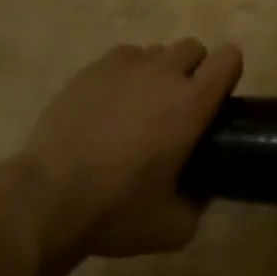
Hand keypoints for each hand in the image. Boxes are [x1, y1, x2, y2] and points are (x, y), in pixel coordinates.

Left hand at [12, 39, 242, 261]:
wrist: (47, 198)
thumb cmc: (116, 211)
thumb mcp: (173, 227)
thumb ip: (198, 204)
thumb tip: (201, 193)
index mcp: (192, 103)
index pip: (228, 59)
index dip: (229, 71)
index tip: (220, 96)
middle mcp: (164, 74)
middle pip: (192, 48)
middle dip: (194, 69)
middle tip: (181, 105)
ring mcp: (125, 67)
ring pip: (156, 51)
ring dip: (159, 71)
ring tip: (142, 106)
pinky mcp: (91, 70)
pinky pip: (123, 56)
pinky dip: (127, 73)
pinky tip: (113, 102)